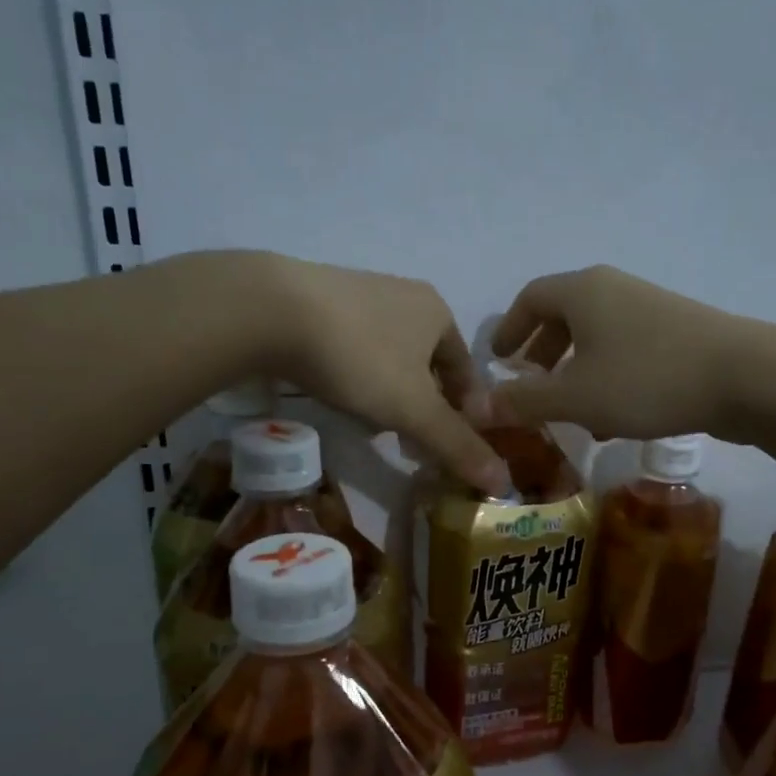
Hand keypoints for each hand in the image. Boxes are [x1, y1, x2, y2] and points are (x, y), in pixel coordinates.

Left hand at [247, 253, 508, 495]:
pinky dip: (359, 375)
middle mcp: (405, 295)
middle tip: (414, 444)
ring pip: (392, 356)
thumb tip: (505, 482)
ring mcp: (361, 293)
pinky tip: (340, 394)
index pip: (466, 371)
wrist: (271, 311)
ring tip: (376, 426)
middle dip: (426, 406)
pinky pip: (355, 346)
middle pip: (428, 364)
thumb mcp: (414, 410)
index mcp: (438, 312)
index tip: (451, 446)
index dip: (465, 412)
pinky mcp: (320, 300)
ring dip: (392, 393)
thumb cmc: (360, 358)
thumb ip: (457, 445)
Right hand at [487, 265, 753, 441]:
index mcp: (582, 291)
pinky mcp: (677, 332)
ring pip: (596, 336)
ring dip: (575, 371)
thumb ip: (524, 402)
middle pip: (564, 315)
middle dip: (542, 352)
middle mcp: (614, 290)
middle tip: (530, 385)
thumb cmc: (646, 380)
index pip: (530, 299)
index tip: (499, 360)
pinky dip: (606, 377)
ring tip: (568, 412)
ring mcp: (649, 309)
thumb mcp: (575, 397)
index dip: (508, 329)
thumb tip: (475, 408)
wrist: (744, 377)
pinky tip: (612, 419)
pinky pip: (625, 350)